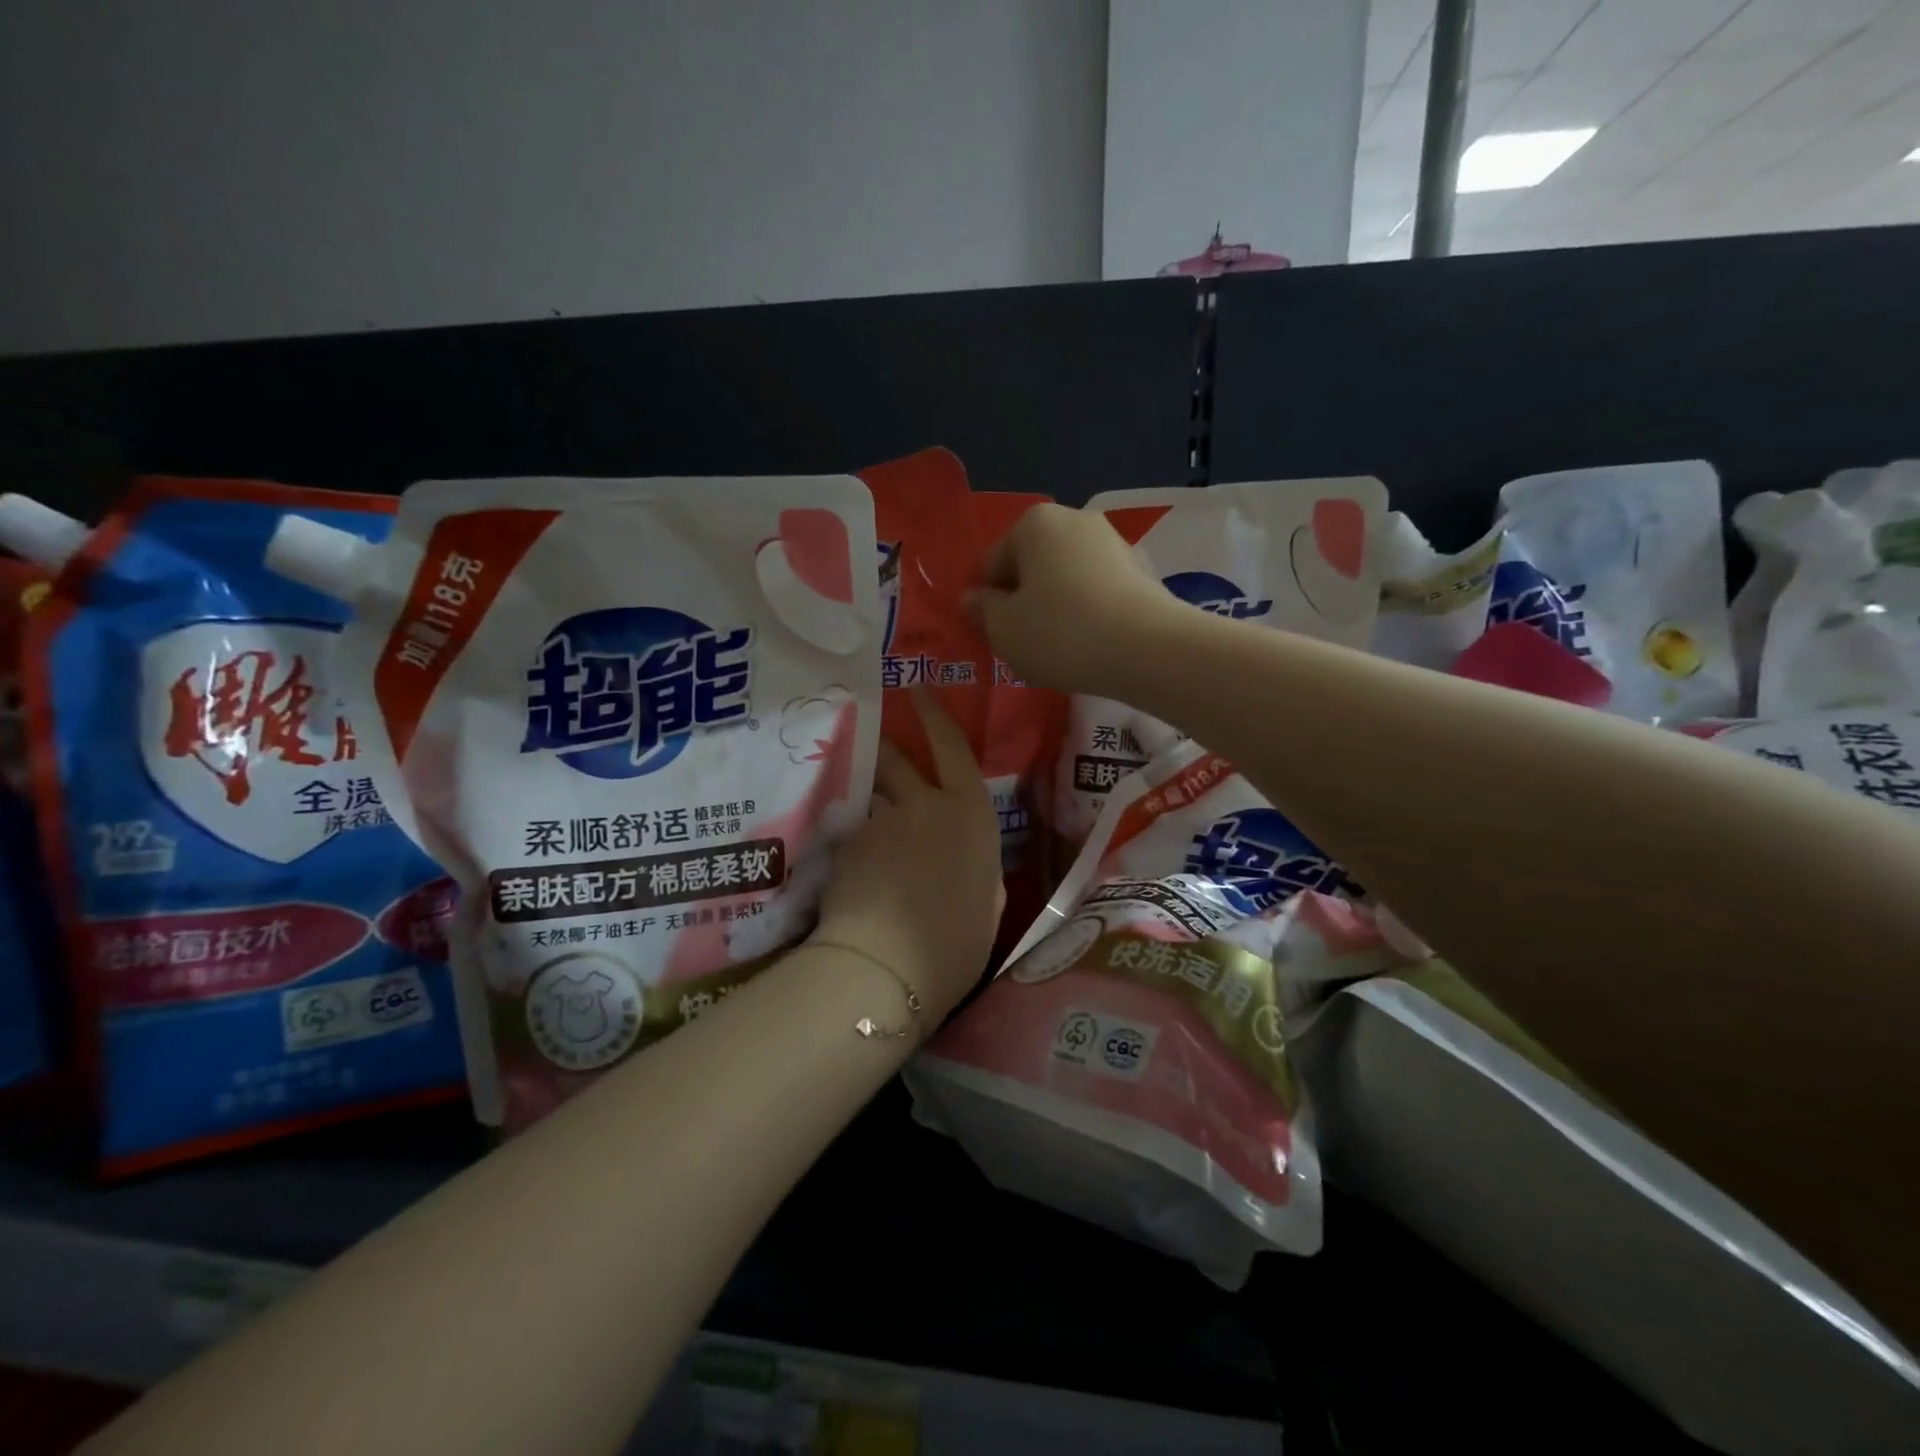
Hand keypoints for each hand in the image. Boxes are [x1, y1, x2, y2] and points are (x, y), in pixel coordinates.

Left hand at [811, 690, 1003, 1024]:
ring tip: (873, 843)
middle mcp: (924, 805)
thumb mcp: (988, 906)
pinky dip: (858, 850)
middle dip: (889, 748)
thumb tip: (971, 864)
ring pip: (874, 804)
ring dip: (874, 812)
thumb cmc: (956, 943)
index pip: (952, 747)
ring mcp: (880, 822)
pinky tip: (859, 881)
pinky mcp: (846, 846)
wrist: (886, 966)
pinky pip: (855, 837)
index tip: (917, 688)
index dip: (935, 714)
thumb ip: (980, 871)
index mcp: (970, 815)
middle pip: (900, 761)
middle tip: (878, 742)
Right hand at [968, 503, 1175, 695]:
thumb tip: (973, 599)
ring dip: (1055, 609)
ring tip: (1059, 650)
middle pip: (1031, 566)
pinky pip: (1096, 592)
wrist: (1149, 650)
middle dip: (1023, 601)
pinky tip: (1090, 646)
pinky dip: (1087, 614)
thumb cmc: (1061, 633)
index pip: (992, 563)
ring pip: (1065, 579)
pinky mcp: (1142, 572)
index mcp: (1035, 523)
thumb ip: (982, 611)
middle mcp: (1076, 520)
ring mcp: (1114, 543)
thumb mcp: (1004, 630)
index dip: (986, 602)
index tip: (995, 635)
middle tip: (1024, 644)